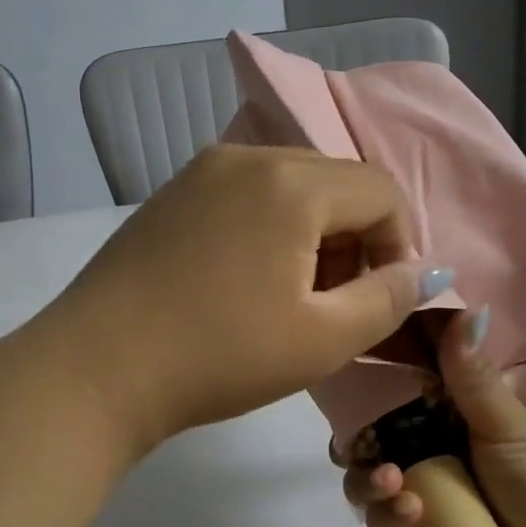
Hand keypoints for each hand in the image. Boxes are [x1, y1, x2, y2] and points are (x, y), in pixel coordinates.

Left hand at [40, 144, 449, 453]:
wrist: (96, 369)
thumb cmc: (219, 356)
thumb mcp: (322, 339)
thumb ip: (389, 298)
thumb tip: (429, 271)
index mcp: (291, 182)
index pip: (380, 191)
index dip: (399, 245)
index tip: (383, 300)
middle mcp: (246, 157)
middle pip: (334, 183)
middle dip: (355, 239)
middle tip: (337, 304)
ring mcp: (199, 173)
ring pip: (287, 188)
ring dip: (311, 235)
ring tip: (291, 297)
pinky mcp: (169, 197)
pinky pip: (242, 196)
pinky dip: (266, 230)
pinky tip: (242, 282)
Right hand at [341, 309, 525, 526]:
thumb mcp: (508, 423)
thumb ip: (471, 374)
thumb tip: (464, 305)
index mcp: (446, 419)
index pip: (393, 394)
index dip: (366, 385)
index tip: (348, 376)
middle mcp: (426, 455)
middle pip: (367, 442)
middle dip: (354, 443)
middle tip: (357, 445)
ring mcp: (420, 500)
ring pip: (367, 485)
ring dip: (368, 483)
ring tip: (390, 483)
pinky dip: (389, 519)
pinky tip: (411, 514)